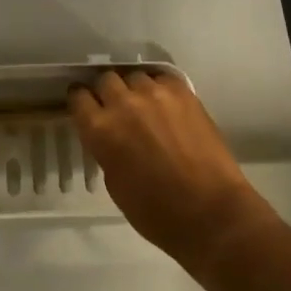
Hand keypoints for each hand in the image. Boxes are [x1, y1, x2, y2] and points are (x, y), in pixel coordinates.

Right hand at [69, 70, 272, 276]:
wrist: (211, 213)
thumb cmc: (157, 213)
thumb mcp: (115, 184)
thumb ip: (105, 149)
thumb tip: (108, 135)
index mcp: (101, 130)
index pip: (78, 96)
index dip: (81, 102)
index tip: (87, 108)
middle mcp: (123, 103)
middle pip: (105, 79)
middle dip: (107, 93)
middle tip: (117, 109)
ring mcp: (154, 94)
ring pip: (134, 76)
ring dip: (134, 90)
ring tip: (146, 107)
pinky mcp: (182, 91)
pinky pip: (161, 78)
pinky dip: (160, 89)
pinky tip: (167, 105)